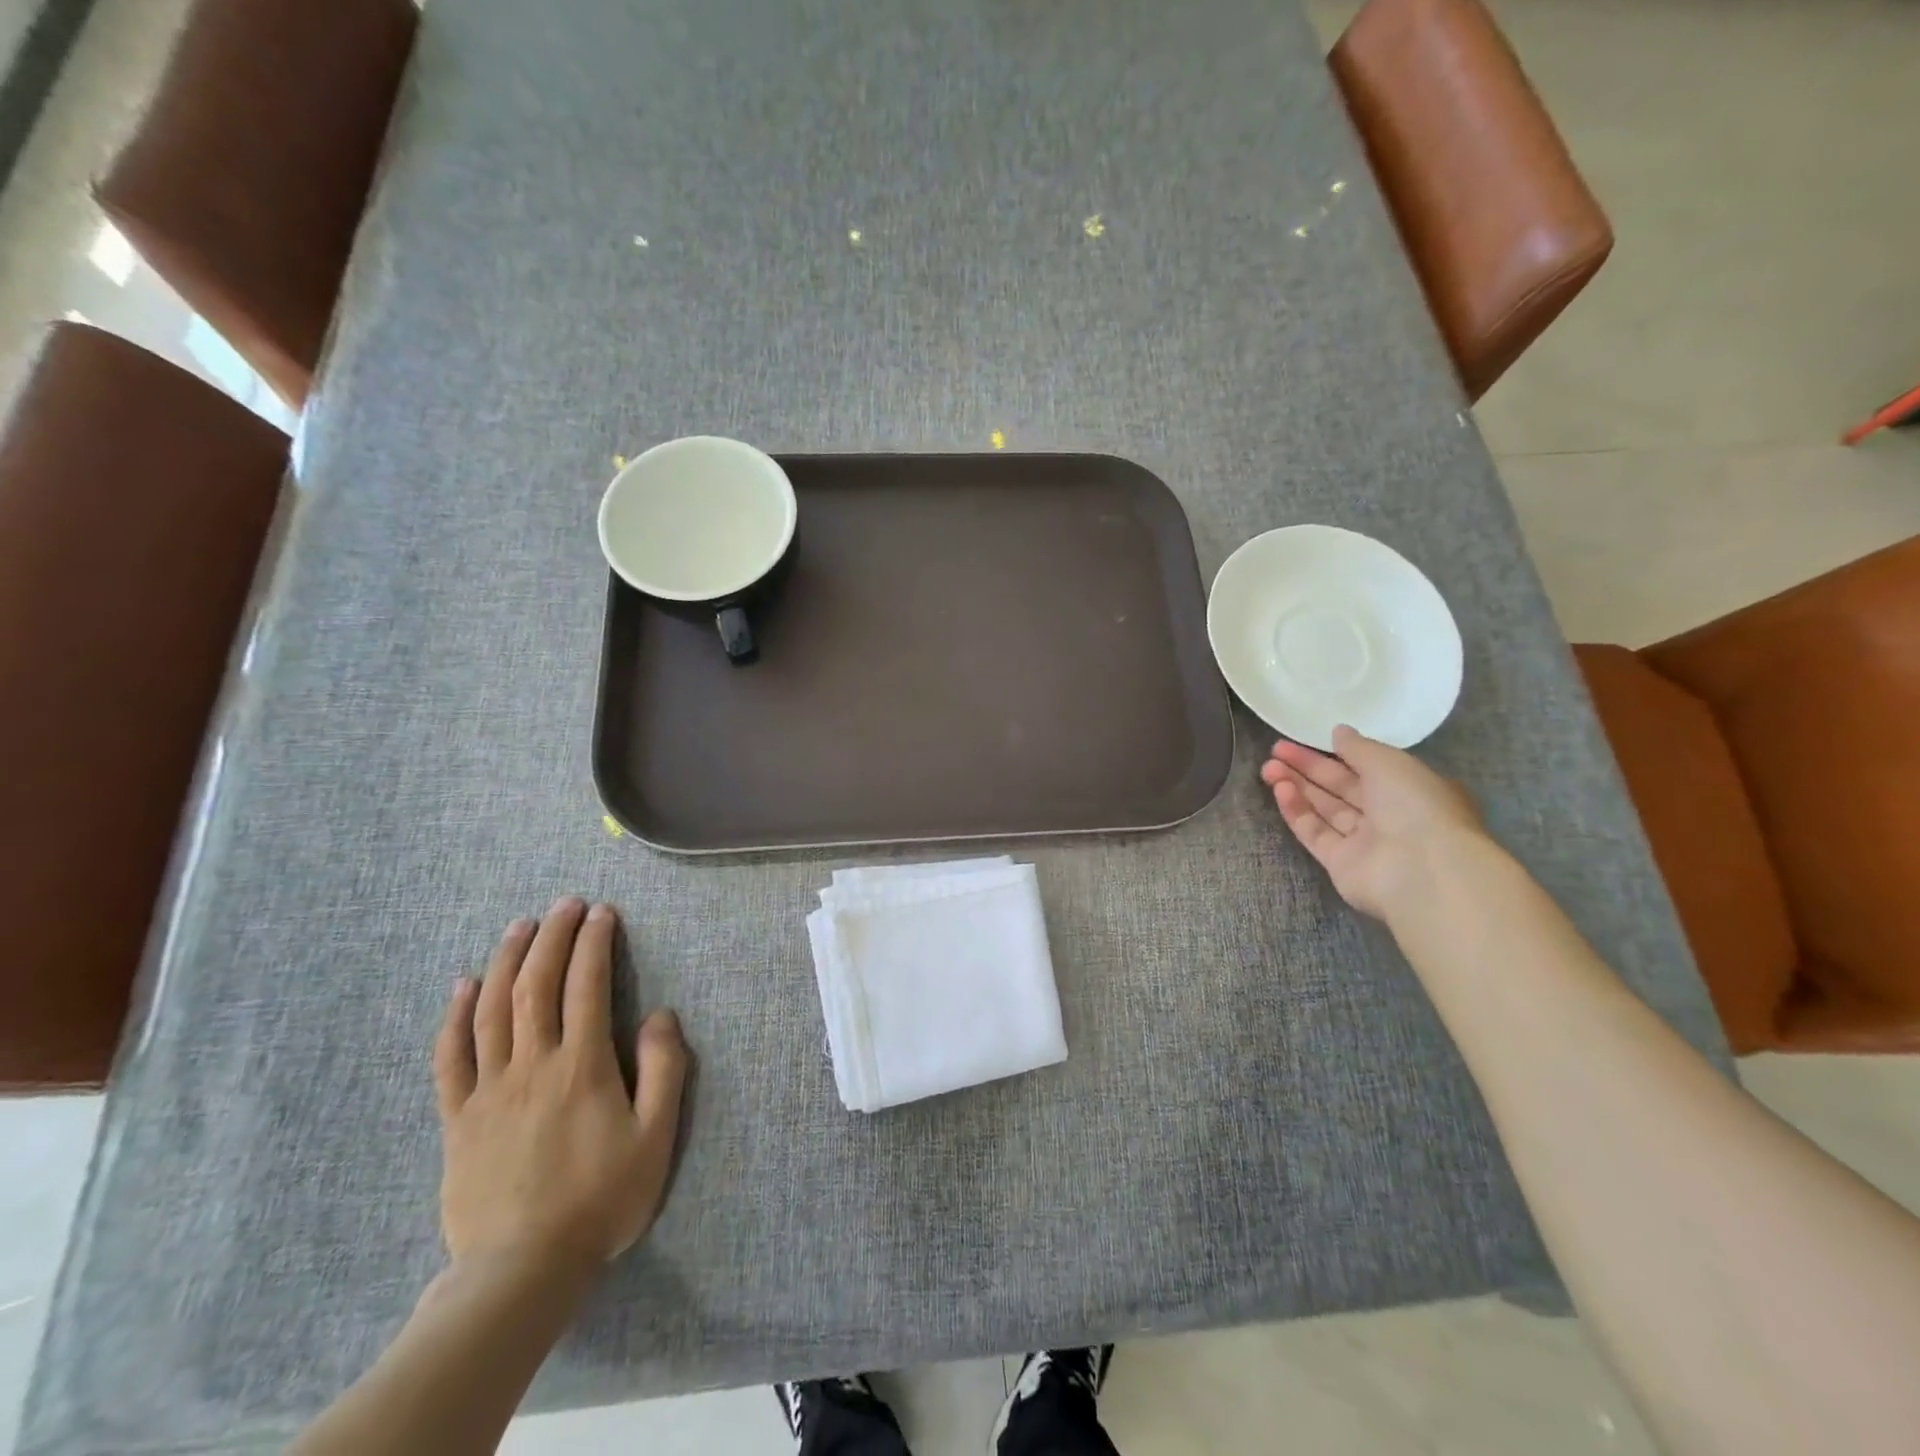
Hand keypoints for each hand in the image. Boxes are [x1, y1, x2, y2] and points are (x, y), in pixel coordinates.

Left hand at [434, 899, 687, 1270]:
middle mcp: (532, 1065)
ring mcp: (488, 1090)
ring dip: (507, 960)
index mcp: (582, 1066)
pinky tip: (463, 986)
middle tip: (564, 904)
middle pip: (536, 986)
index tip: (602, 912)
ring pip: (492, 1010)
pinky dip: (455, 1016)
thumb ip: (664, 1070)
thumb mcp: (655, 1138)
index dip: (594, 943)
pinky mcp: (457, 1119)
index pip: (587, 986)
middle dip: (552, 937)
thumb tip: (660, 1015)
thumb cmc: (600, 1199)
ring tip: (520, 926)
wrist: (520, 1271)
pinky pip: (450, 1057)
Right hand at [1260, 724, 1486, 921]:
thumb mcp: (1389, 762)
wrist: (1420, 869)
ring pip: (1324, 809)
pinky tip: (1280, 790)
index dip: (1334, 752)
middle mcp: (1387, 815)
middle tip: (1275, 750)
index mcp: (1409, 789)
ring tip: (1268, 768)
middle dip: (1308, 768)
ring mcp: (1363, 841)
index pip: (1366, 767)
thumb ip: (1358, 747)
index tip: (1304, 739)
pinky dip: (1297, 811)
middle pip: (1340, 787)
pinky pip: (1315, 832)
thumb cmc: (1414, 805)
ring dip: (1297, 786)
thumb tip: (1338, 732)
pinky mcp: (1340, 863)